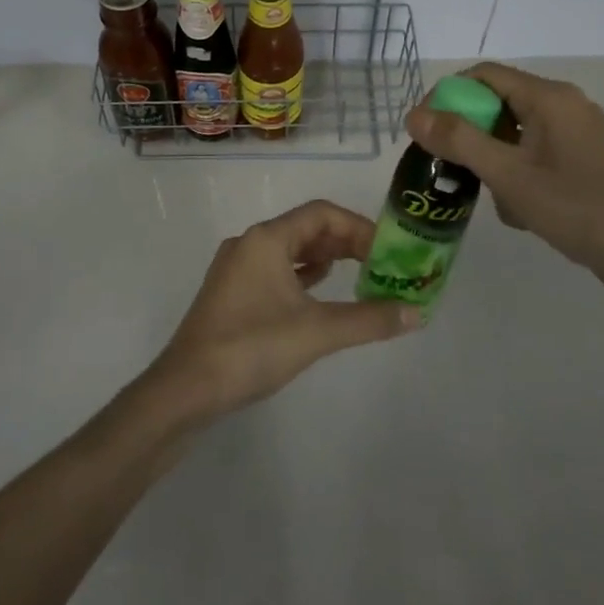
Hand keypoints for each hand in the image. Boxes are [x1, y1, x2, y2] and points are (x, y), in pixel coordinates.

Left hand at [147, 200, 421, 419]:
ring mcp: (237, 269)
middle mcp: (249, 244)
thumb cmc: (251, 348)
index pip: (321, 214)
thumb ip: (369, 319)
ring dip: (325, 259)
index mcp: (266, 239)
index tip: (388, 249)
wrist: (186, 390)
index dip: (358, 227)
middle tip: (381, 263)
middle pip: (305, 229)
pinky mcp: (231, 295)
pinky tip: (320, 293)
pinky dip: (303, 276)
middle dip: (345, 243)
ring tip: (360, 275)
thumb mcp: (317, 332)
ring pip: (290, 251)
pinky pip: (276, 272)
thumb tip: (417, 313)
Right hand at [403, 62, 603, 306]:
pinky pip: (534, 154)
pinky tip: (520, 211)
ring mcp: (576, 134)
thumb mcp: (510, 176)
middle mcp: (564, 106)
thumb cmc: (579, 209)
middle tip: (448, 168)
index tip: (423, 131)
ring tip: (489, 197)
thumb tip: (414, 115)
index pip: (483, 76)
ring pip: (514, 133)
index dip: (446, 96)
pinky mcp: (583, 160)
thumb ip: (460, 141)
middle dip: (469, 135)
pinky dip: (517, 174)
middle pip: (497, 104)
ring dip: (493, 161)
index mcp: (549, 98)